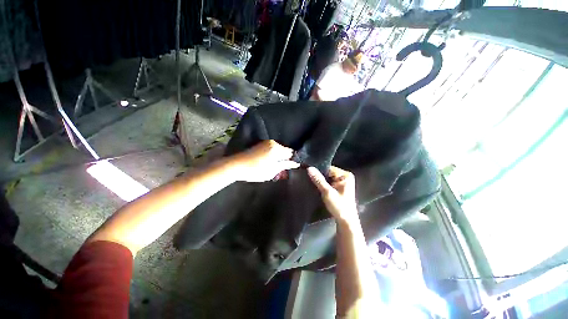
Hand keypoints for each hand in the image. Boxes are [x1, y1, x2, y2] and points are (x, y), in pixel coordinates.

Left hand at [229, 140, 299, 181]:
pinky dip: (272, 155)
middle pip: (284, 150)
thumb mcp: (272, 170)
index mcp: (277, 148)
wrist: (236, 165)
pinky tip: (268, 162)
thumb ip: (285, 165)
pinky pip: (271, 149)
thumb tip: (295, 163)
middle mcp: (273, 142)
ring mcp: (266, 142)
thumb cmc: (255, 170)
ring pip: (278, 150)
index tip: (289, 167)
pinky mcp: (260, 144)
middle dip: (284, 159)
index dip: (291, 160)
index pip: (290, 152)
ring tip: (273, 166)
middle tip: (281, 169)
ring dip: (278, 157)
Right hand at [307, 166, 358, 223]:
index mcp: (345, 175)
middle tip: (309, 178)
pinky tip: (317, 187)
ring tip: (311, 182)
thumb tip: (309, 168)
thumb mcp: (327, 192)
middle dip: (319, 176)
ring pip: (327, 178)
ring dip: (321, 181)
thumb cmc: (339, 206)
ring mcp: (342, 182)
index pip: (329, 168)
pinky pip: (329, 182)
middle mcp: (345, 176)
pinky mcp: (339, 188)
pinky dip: (323, 185)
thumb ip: (318, 180)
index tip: (309, 173)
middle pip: (328, 173)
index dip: (319, 171)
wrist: (346, 222)